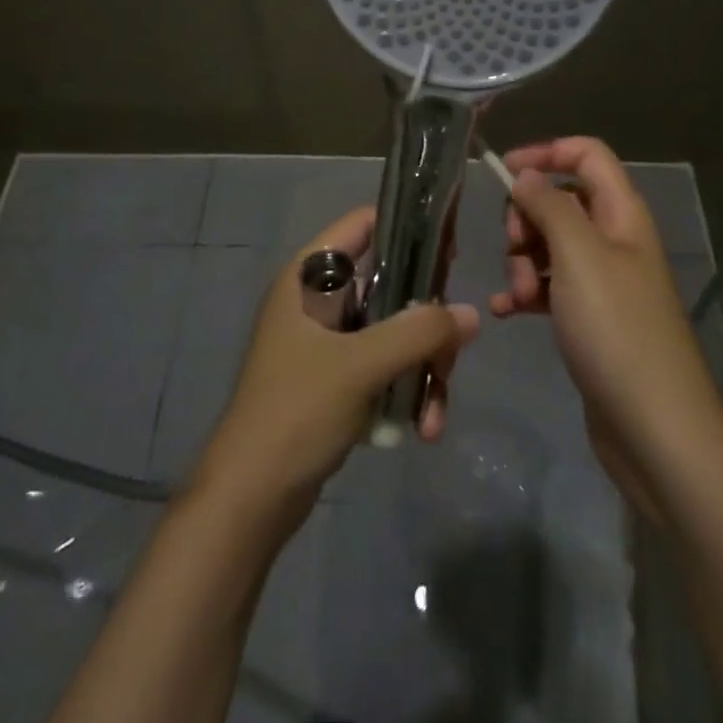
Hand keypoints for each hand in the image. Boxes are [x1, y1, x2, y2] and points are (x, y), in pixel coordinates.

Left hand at [193, 207, 480, 526]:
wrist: (251, 498)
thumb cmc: (297, 411)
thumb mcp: (361, 366)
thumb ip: (419, 333)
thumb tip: (472, 315)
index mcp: (309, 277)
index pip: (363, 224)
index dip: (408, 228)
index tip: (450, 254)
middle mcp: (319, 300)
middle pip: (391, 284)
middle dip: (426, 323)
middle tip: (449, 355)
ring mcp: (328, 341)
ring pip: (394, 330)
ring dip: (422, 367)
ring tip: (432, 415)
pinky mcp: (337, 378)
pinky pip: (386, 366)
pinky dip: (407, 390)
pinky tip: (421, 428)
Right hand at [493, 137, 722, 517]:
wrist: (656, 430)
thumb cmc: (617, 330)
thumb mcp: (578, 256)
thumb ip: (549, 206)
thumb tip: (526, 175)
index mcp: (622, 214)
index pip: (586, 155)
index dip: (546, 153)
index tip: (503, 173)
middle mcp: (615, 240)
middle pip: (561, 201)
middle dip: (527, 218)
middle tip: (515, 250)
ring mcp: (604, 282)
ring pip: (550, 246)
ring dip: (522, 262)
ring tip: (517, 296)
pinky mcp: (591, 320)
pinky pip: (549, 288)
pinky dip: (525, 294)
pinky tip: (506, 313)